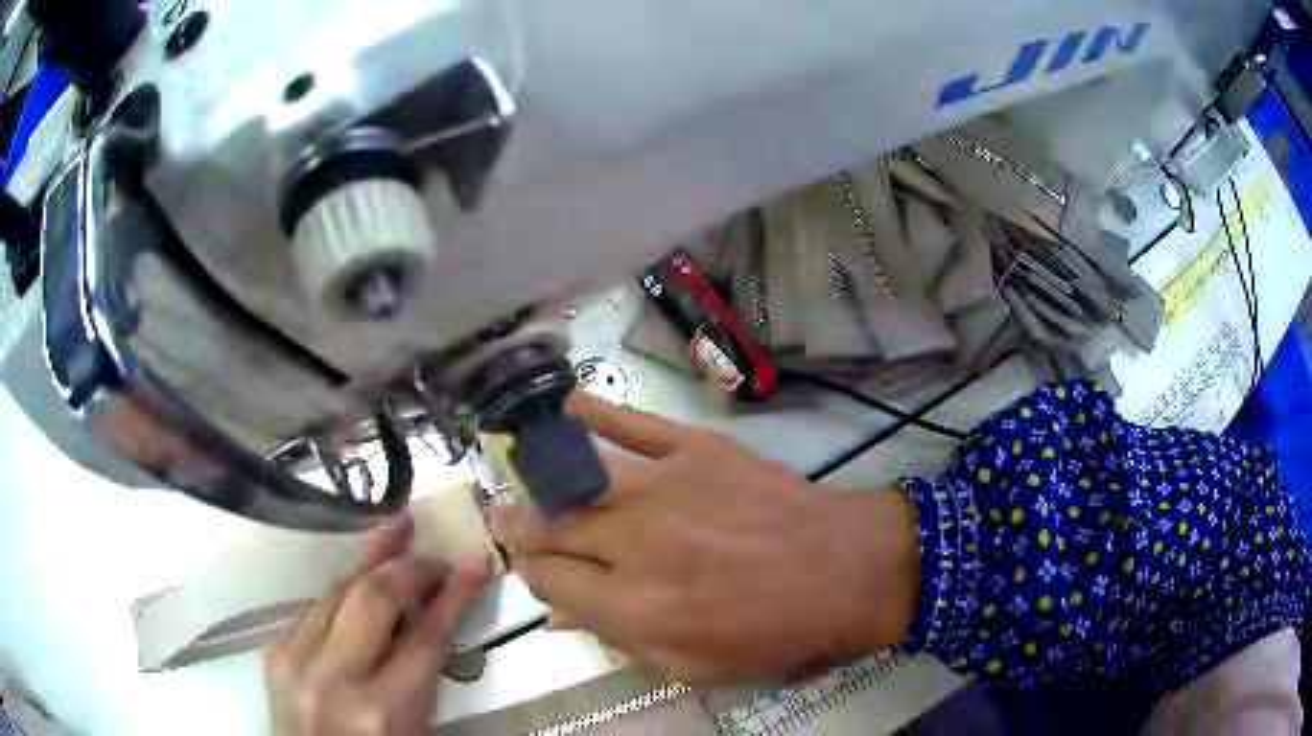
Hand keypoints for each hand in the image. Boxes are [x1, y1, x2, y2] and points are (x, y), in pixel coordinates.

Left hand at [264, 513, 488, 735]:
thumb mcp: (412, 724)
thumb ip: (421, 672)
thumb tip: (433, 609)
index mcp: (385, 711)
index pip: (426, 638)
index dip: (453, 596)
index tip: (472, 565)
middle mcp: (336, 679)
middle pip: (375, 598)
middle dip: (410, 567)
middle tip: (433, 556)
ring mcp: (297, 658)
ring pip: (339, 590)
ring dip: (372, 562)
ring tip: (395, 534)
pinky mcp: (274, 647)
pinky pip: (315, 605)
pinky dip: (342, 590)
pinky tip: (357, 577)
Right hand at [489, 392, 919, 682]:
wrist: (843, 569)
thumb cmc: (773, 630)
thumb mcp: (695, 663)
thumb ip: (621, 640)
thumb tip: (561, 615)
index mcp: (633, 606)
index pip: (551, 581)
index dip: (532, 575)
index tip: (529, 568)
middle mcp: (633, 543)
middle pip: (553, 529)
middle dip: (519, 528)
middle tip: (502, 522)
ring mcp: (662, 488)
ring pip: (576, 480)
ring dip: (538, 481)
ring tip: (516, 478)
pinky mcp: (693, 450)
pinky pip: (632, 424)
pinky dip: (594, 411)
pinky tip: (564, 404)